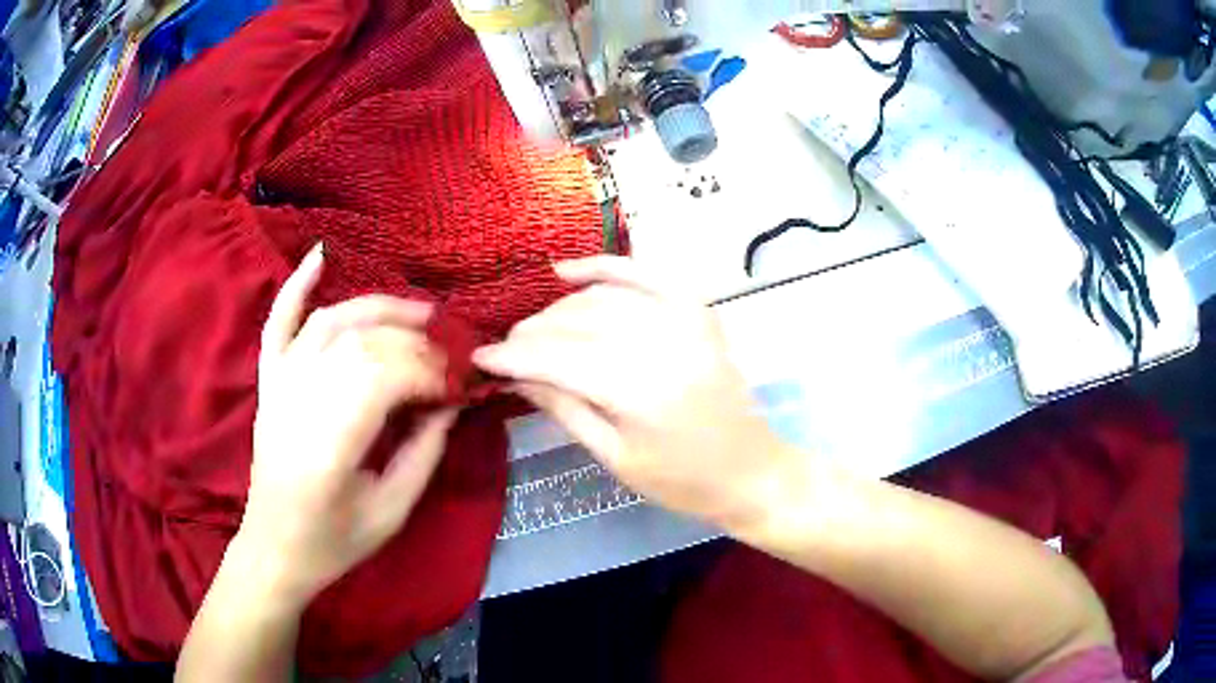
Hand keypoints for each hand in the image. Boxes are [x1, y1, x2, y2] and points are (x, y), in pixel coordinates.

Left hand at [240, 244, 457, 604]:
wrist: (276, 547)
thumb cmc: (334, 539)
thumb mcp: (392, 510)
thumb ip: (425, 452)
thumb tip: (451, 402)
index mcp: (330, 443)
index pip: (386, 377)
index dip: (430, 373)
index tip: (458, 388)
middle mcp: (300, 401)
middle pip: (364, 345)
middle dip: (416, 345)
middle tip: (449, 359)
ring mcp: (280, 384)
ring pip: (332, 323)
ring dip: (378, 309)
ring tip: (419, 314)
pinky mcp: (269, 381)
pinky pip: (279, 322)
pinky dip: (297, 286)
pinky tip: (320, 255)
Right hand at [473, 256, 788, 527]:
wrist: (751, 471)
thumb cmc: (681, 481)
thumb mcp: (615, 457)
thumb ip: (564, 408)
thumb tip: (516, 375)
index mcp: (640, 391)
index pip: (558, 359)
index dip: (513, 356)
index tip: (480, 357)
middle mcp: (662, 343)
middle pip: (577, 323)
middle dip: (531, 333)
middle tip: (504, 347)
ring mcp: (685, 320)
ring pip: (602, 298)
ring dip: (559, 309)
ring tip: (533, 328)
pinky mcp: (698, 312)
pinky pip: (646, 274)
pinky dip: (606, 267)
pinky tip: (569, 271)